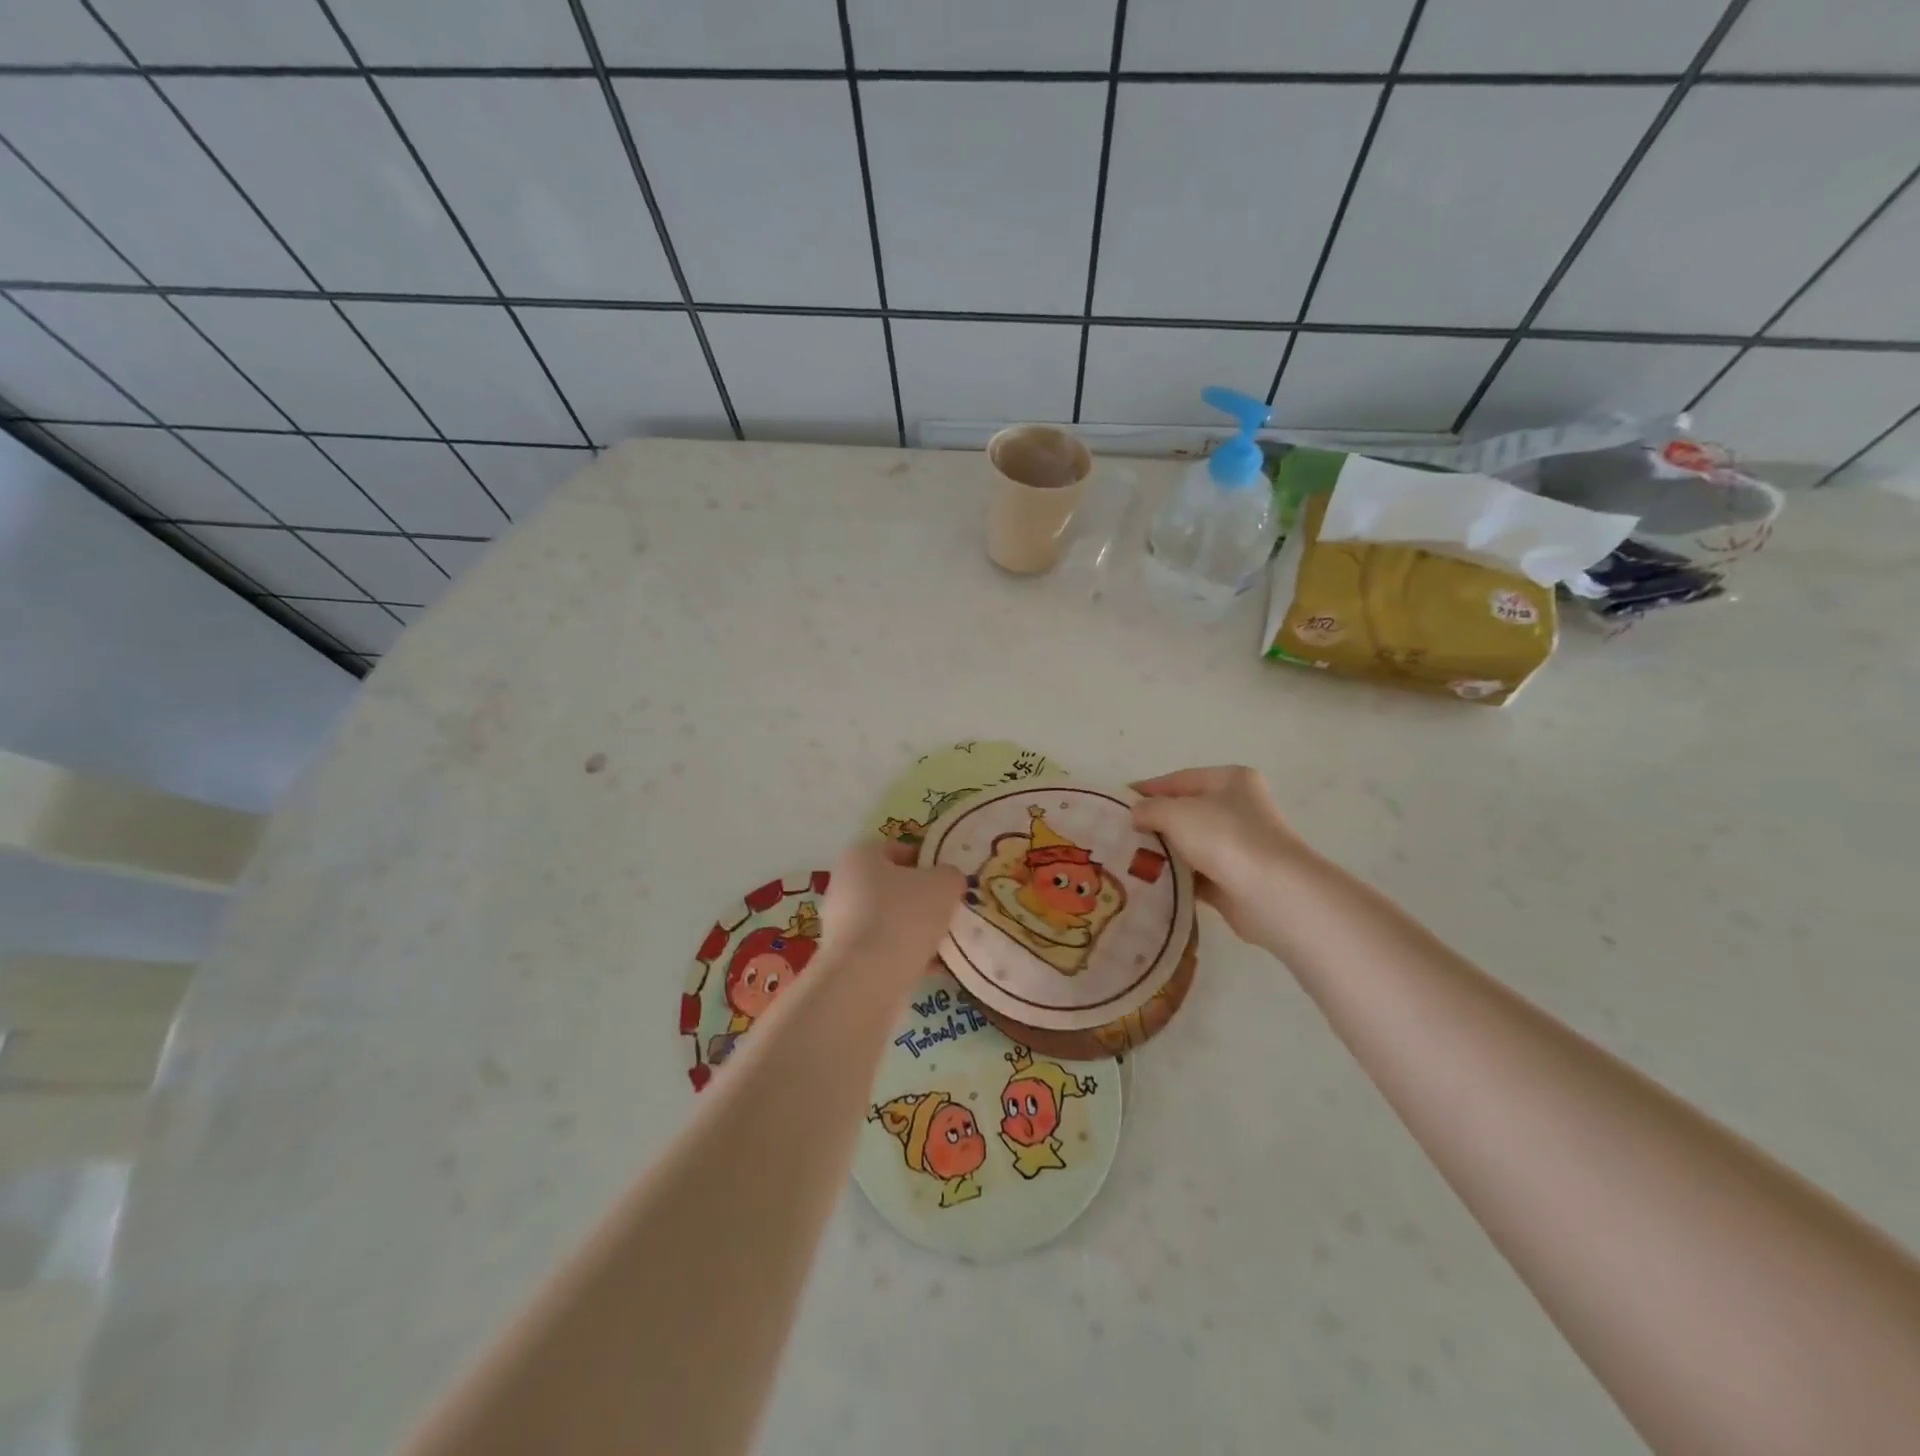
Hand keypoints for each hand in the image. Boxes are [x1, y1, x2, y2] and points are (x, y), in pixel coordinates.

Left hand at [822, 839, 964, 967]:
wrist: (867, 979)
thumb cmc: (903, 916)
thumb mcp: (943, 884)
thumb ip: (950, 875)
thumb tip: (949, 881)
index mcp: (860, 856)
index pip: (899, 849)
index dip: (928, 861)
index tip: (950, 880)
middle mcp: (845, 885)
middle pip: (894, 886)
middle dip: (924, 899)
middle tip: (951, 911)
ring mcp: (842, 924)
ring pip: (891, 920)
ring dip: (917, 930)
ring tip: (947, 942)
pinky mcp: (847, 958)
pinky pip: (885, 949)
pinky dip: (908, 955)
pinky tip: (935, 967)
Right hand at [1132, 766, 1313, 945]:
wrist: (1271, 893)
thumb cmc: (1224, 838)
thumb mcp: (1176, 812)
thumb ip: (1149, 809)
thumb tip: (1136, 814)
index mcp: (1229, 780)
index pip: (1178, 780)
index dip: (1146, 790)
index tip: (1115, 803)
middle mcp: (1239, 808)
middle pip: (1185, 812)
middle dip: (1153, 823)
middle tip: (1119, 834)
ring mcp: (1240, 846)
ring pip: (1191, 845)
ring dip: (1164, 853)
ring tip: (1127, 860)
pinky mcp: (1236, 880)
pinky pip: (1198, 875)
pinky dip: (1177, 879)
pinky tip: (1151, 883)